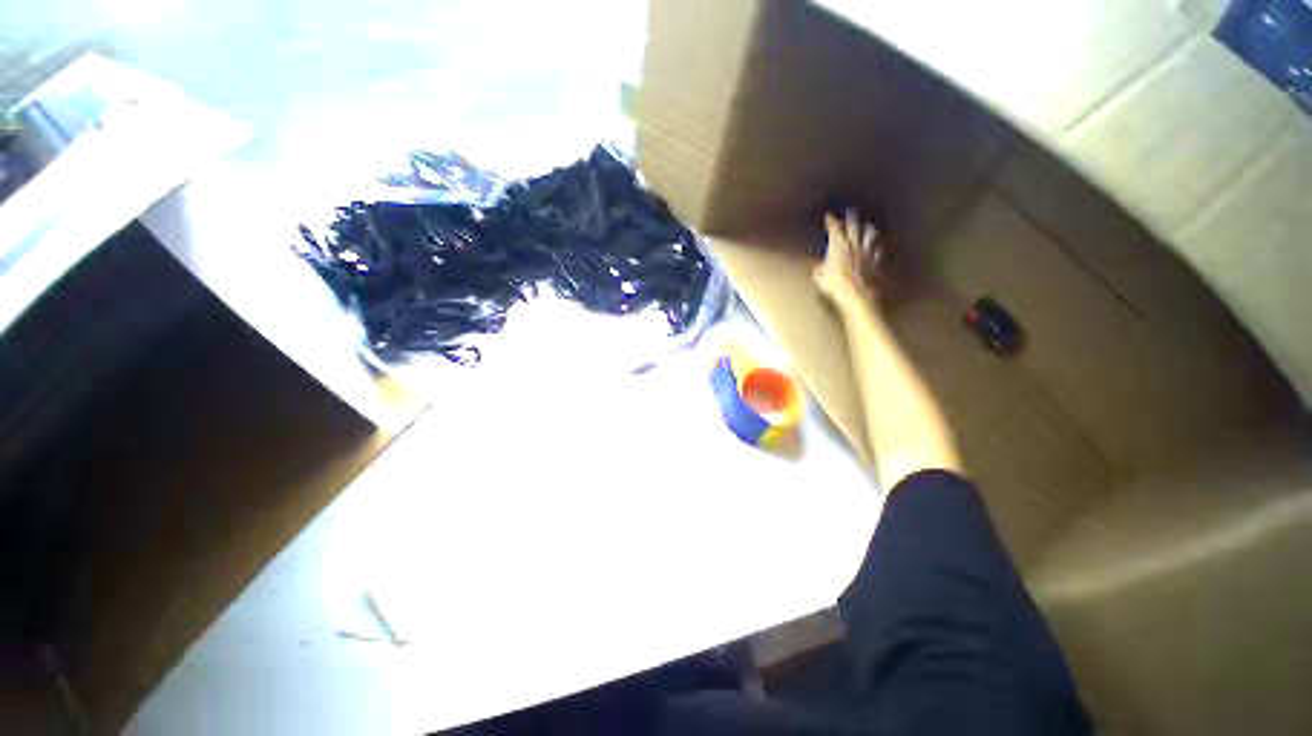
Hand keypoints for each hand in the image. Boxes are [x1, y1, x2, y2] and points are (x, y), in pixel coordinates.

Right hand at [815, 208, 886, 308]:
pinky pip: (878, 250)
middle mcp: (854, 244)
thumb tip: (816, 266)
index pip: (834, 228)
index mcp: (838, 246)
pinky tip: (878, 247)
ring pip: (870, 234)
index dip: (831, 221)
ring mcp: (868, 251)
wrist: (858, 296)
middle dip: (851, 216)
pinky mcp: (877, 261)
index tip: (829, 216)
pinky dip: (877, 247)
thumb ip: (818, 268)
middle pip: (854, 225)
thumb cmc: (835, 286)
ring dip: (868, 228)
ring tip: (868, 224)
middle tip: (851, 210)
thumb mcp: (820, 277)